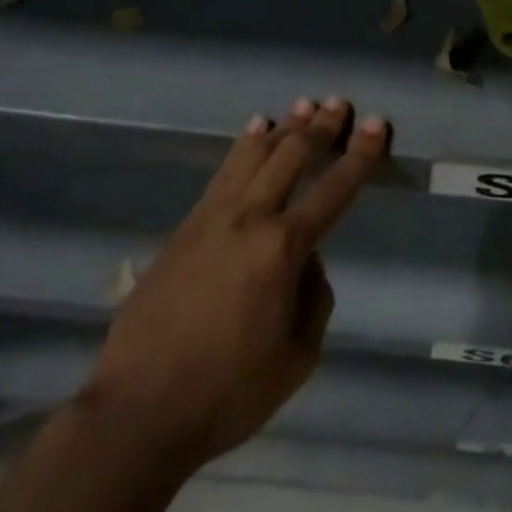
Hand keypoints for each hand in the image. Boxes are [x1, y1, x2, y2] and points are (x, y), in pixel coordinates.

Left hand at [84, 97, 387, 472]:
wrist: (137, 408)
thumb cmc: (225, 392)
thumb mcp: (295, 361)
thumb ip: (314, 301)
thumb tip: (307, 262)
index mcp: (282, 248)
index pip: (333, 190)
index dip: (359, 156)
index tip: (375, 125)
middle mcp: (250, 217)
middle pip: (291, 155)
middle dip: (320, 126)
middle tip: (339, 103)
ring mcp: (213, 216)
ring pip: (254, 153)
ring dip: (283, 127)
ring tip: (302, 105)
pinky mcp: (186, 224)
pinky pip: (224, 171)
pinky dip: (244, 145)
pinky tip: (253, 133)